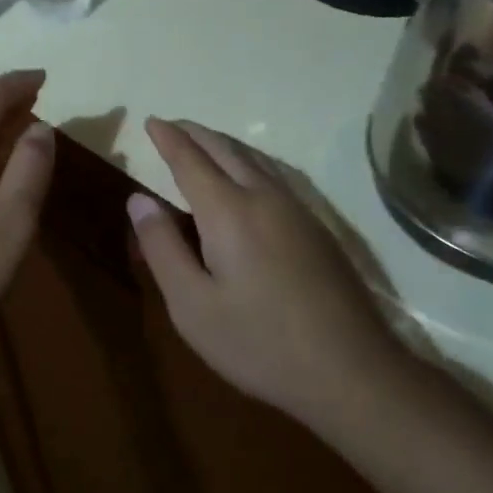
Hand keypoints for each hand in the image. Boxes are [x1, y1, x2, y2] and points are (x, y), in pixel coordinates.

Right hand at [129, 117, 414, 433]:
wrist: (352, 372)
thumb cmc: (260, 343)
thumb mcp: (192, 306)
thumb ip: (162, 247)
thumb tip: (139, 199)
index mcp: (228, 211)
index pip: (190, 160)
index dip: (168, 138)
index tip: (151, 121)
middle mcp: (263, 197)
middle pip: (225, 149)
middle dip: (195, 133)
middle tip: (172, 125)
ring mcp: (297, 210)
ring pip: (254, 158)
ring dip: (224, 143)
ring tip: (204, 141)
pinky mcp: (318, 228)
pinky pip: (274, 174)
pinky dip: (248, 160)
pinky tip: (249, 174)